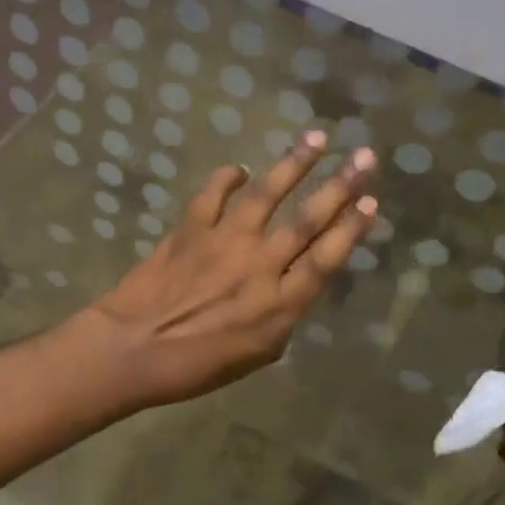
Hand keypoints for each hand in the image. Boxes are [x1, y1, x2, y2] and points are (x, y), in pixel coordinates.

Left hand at [75, 132, 376, 410]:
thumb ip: (281, 318)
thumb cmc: (195, 366)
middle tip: (364, 156)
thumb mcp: (254, 356)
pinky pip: (213, 195)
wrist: (132, 349)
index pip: (326, 258)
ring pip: (267, 195)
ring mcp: (224, 241)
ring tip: (316, 137)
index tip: (372, 202)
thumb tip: (293, 287)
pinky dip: (226, 177)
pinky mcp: (191, 229)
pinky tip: (240, 167)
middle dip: (340, 186)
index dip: (351, 229)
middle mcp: (259, 265)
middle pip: (307, 220)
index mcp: (279, 303)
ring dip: (293, 164)